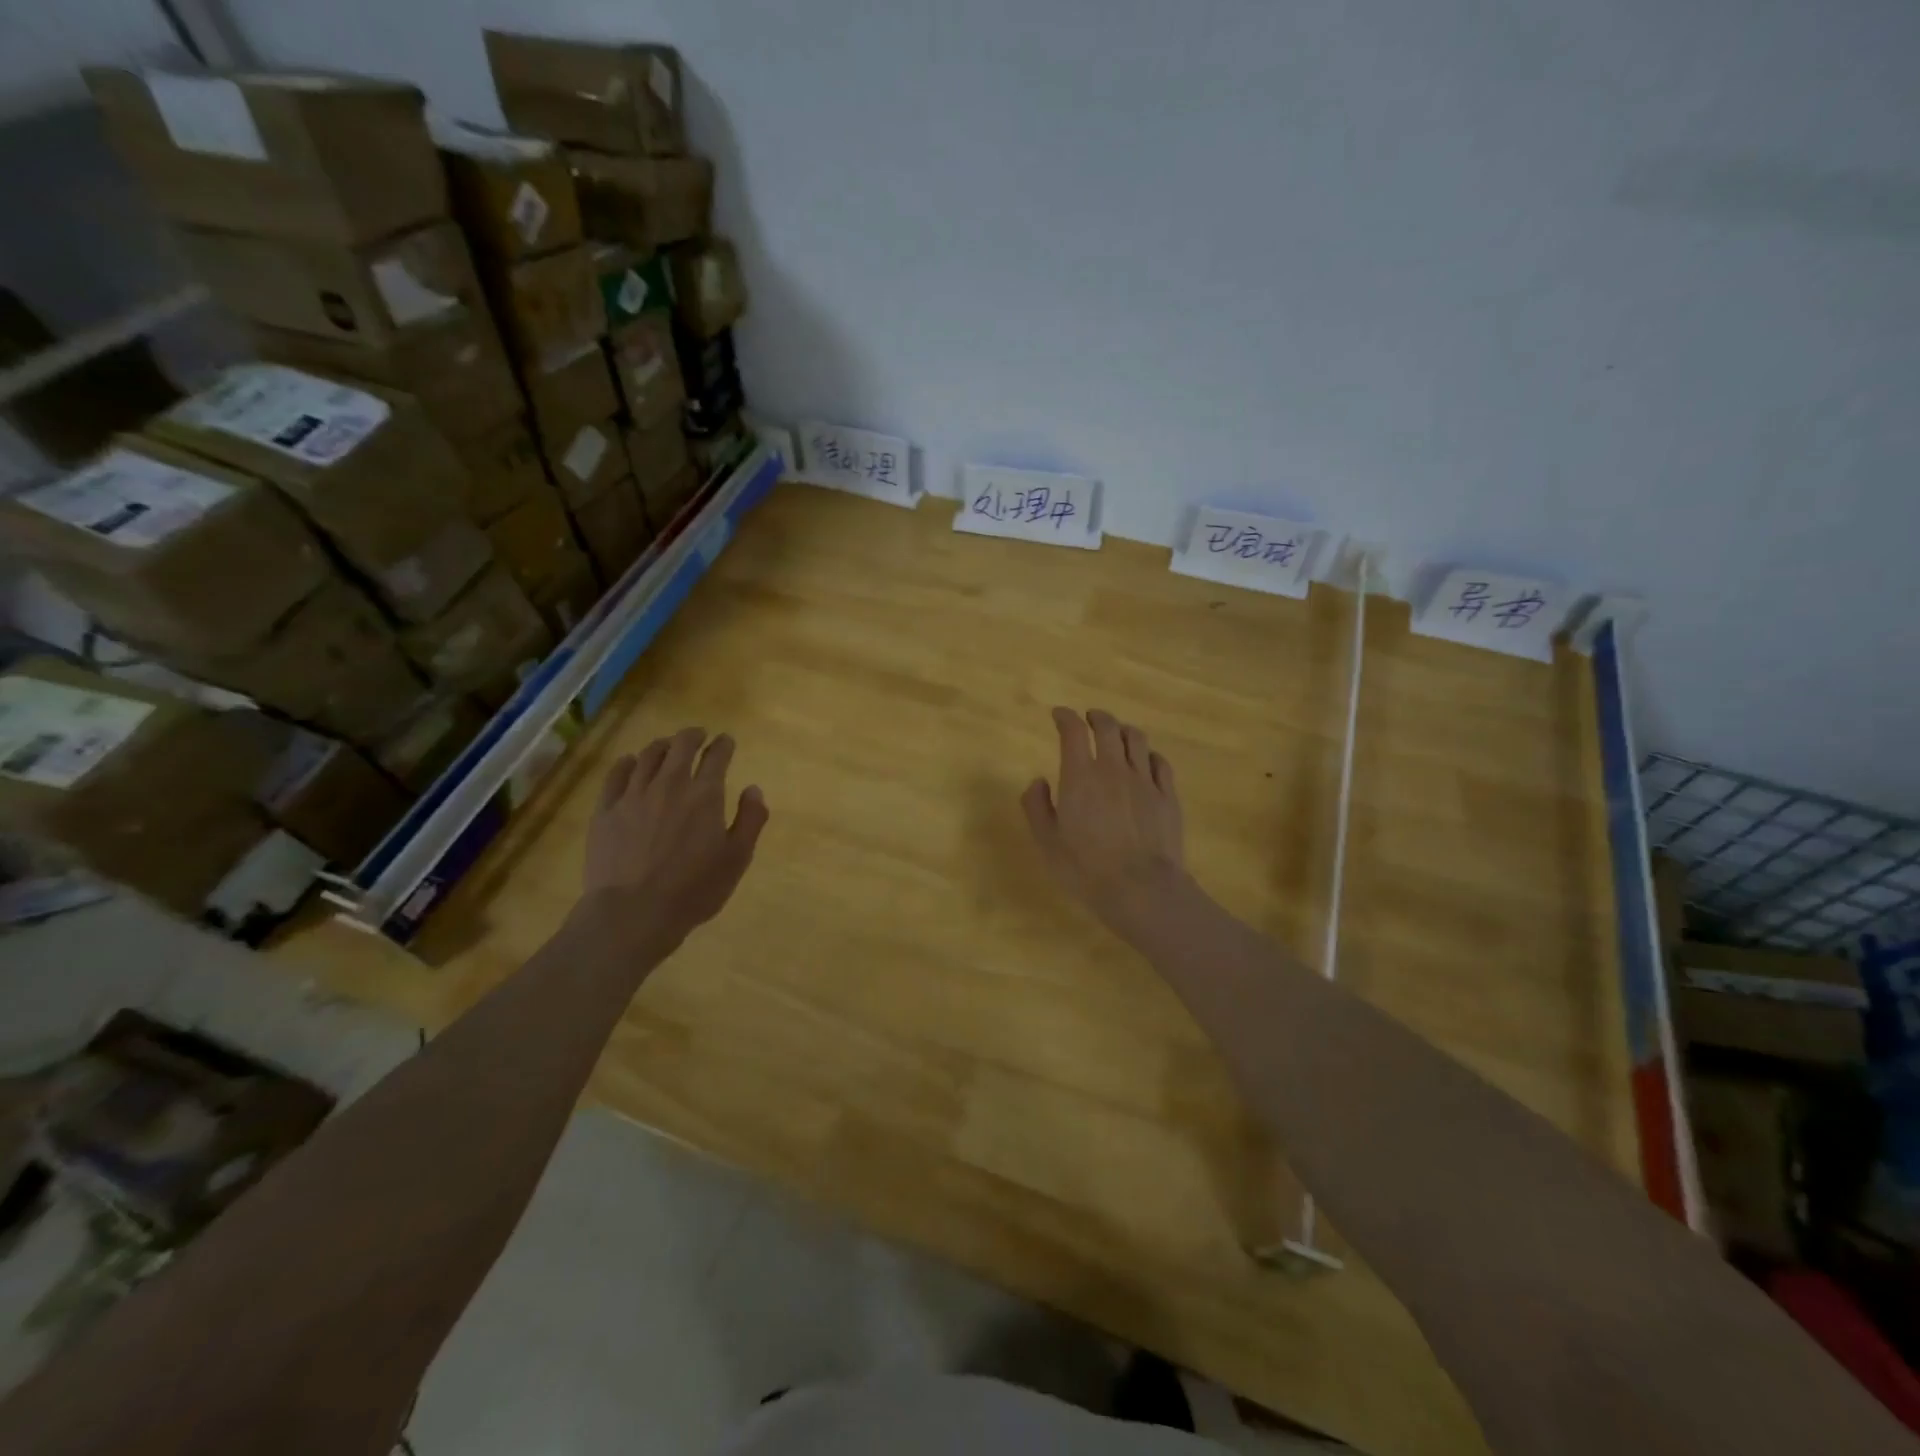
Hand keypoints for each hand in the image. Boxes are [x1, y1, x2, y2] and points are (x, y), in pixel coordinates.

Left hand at [580, 728, 768, 957]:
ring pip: (647, 756)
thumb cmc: (693, 889)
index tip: (726, 741)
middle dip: (692, 736)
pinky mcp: (605, 811)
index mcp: (704, 795)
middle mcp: (669, 784)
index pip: (716, 756)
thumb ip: (750, 820)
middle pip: (680, 746)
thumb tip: (753, 789)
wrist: (632, 913)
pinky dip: (626, 763)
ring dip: (662, 746)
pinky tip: (629, 763)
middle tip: (698, 735)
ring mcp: (633, 795)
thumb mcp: (737, 859)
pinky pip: (615, 776)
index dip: (723, 745)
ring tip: (667, 746)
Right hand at [1021, 707, 1186, 942]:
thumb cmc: (1086, 869)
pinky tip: (1145, 760)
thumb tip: (1038, 781)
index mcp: (1080, 776)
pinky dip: (1149, 754)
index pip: (1073, 731)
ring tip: (1118, 733)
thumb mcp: (1047, 842)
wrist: (1141, 889)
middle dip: (1097, 717)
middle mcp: (1113, 769)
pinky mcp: (1167, 796)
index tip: (1059, 715)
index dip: (1065, 717)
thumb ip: (1037, 807)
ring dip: (1124, 730)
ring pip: (1137, 739)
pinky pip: (1160, 763)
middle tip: (1089, 718)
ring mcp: (1145, 781)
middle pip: (1108, 727)